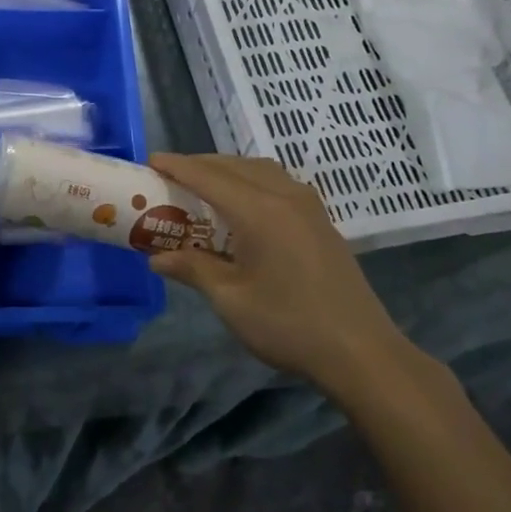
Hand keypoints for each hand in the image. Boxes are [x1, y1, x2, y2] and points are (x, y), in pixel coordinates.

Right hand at [147, 153, 415, 400]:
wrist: (360, 351)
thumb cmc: (288, 324)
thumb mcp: (230, 300)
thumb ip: (193, 269)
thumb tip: (156, 259)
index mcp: (259, 211)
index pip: (209, 177)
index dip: (177, 166)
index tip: (150, 160)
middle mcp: (285, 197)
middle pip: (235, 166)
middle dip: (200, 165)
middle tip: (170, 177)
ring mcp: (309, 207)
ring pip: (261, 170)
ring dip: (229, 170)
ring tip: (203, 186)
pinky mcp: (321, 221)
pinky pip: (280, 183)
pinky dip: (252, 181)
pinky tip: (243, 204)